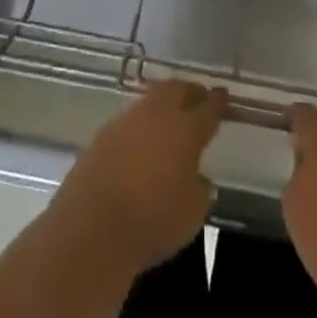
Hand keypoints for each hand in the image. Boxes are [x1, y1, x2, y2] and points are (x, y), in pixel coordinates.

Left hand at [51, 79, 227, 273]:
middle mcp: (158, 115)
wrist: (92, 227)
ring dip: (165, 101)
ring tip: (172, 113)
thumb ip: (200, 191)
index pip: (208, 108)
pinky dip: (143, 120)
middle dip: (191, 91)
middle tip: (199, 97)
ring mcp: (128, 120)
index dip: (218, 102)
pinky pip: (131, 117)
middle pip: (178, 90)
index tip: (224, 96)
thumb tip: (199, 179)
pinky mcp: (104, 133)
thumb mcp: (191, 216)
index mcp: (186, 129)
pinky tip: (143, 136)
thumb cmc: (152, 222)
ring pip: (153, 98)